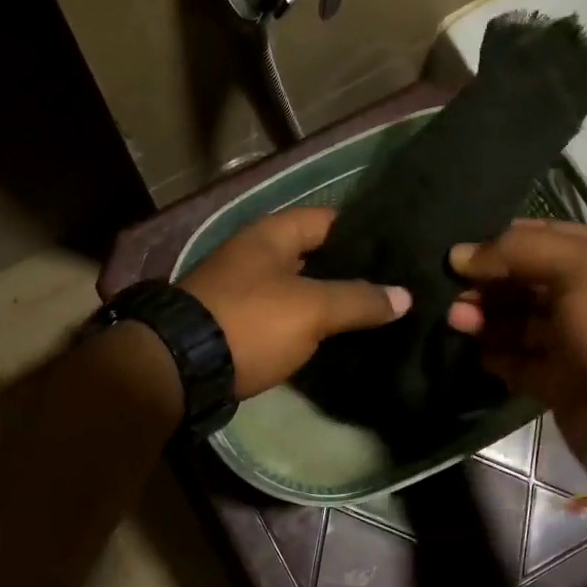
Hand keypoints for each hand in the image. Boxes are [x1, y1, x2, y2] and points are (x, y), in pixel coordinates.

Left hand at [180, 207, 410, 398]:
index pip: (327, 219)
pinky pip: (282, 319)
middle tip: (394, 287)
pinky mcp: (237, 326)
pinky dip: (306, 327)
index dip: (363, 231)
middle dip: (349, 271)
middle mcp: (254, 256)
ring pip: (298, 290)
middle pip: (313, 257)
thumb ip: (358, 300)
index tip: (397, 250)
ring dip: (328, 302)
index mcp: (270, 235)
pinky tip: (336, 340)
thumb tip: (405, 296)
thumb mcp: (311, 308)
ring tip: (375, 314)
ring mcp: (242, 292)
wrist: (181, 367)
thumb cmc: (250, 321)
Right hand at [446, 220, 586, 484]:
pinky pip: (517, 362)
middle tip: (452, 291)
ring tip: (455, 318)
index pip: (546, 237)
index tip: (460, 252)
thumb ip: (520, 251)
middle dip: (489, 281)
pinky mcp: (560, 384)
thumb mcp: (583, 267)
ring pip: (518, 321)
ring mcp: (577, 344)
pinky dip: (493, 353)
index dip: (503, 241)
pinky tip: (469, 347)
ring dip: (485, 316)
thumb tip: (460, 255)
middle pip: (528, 280)